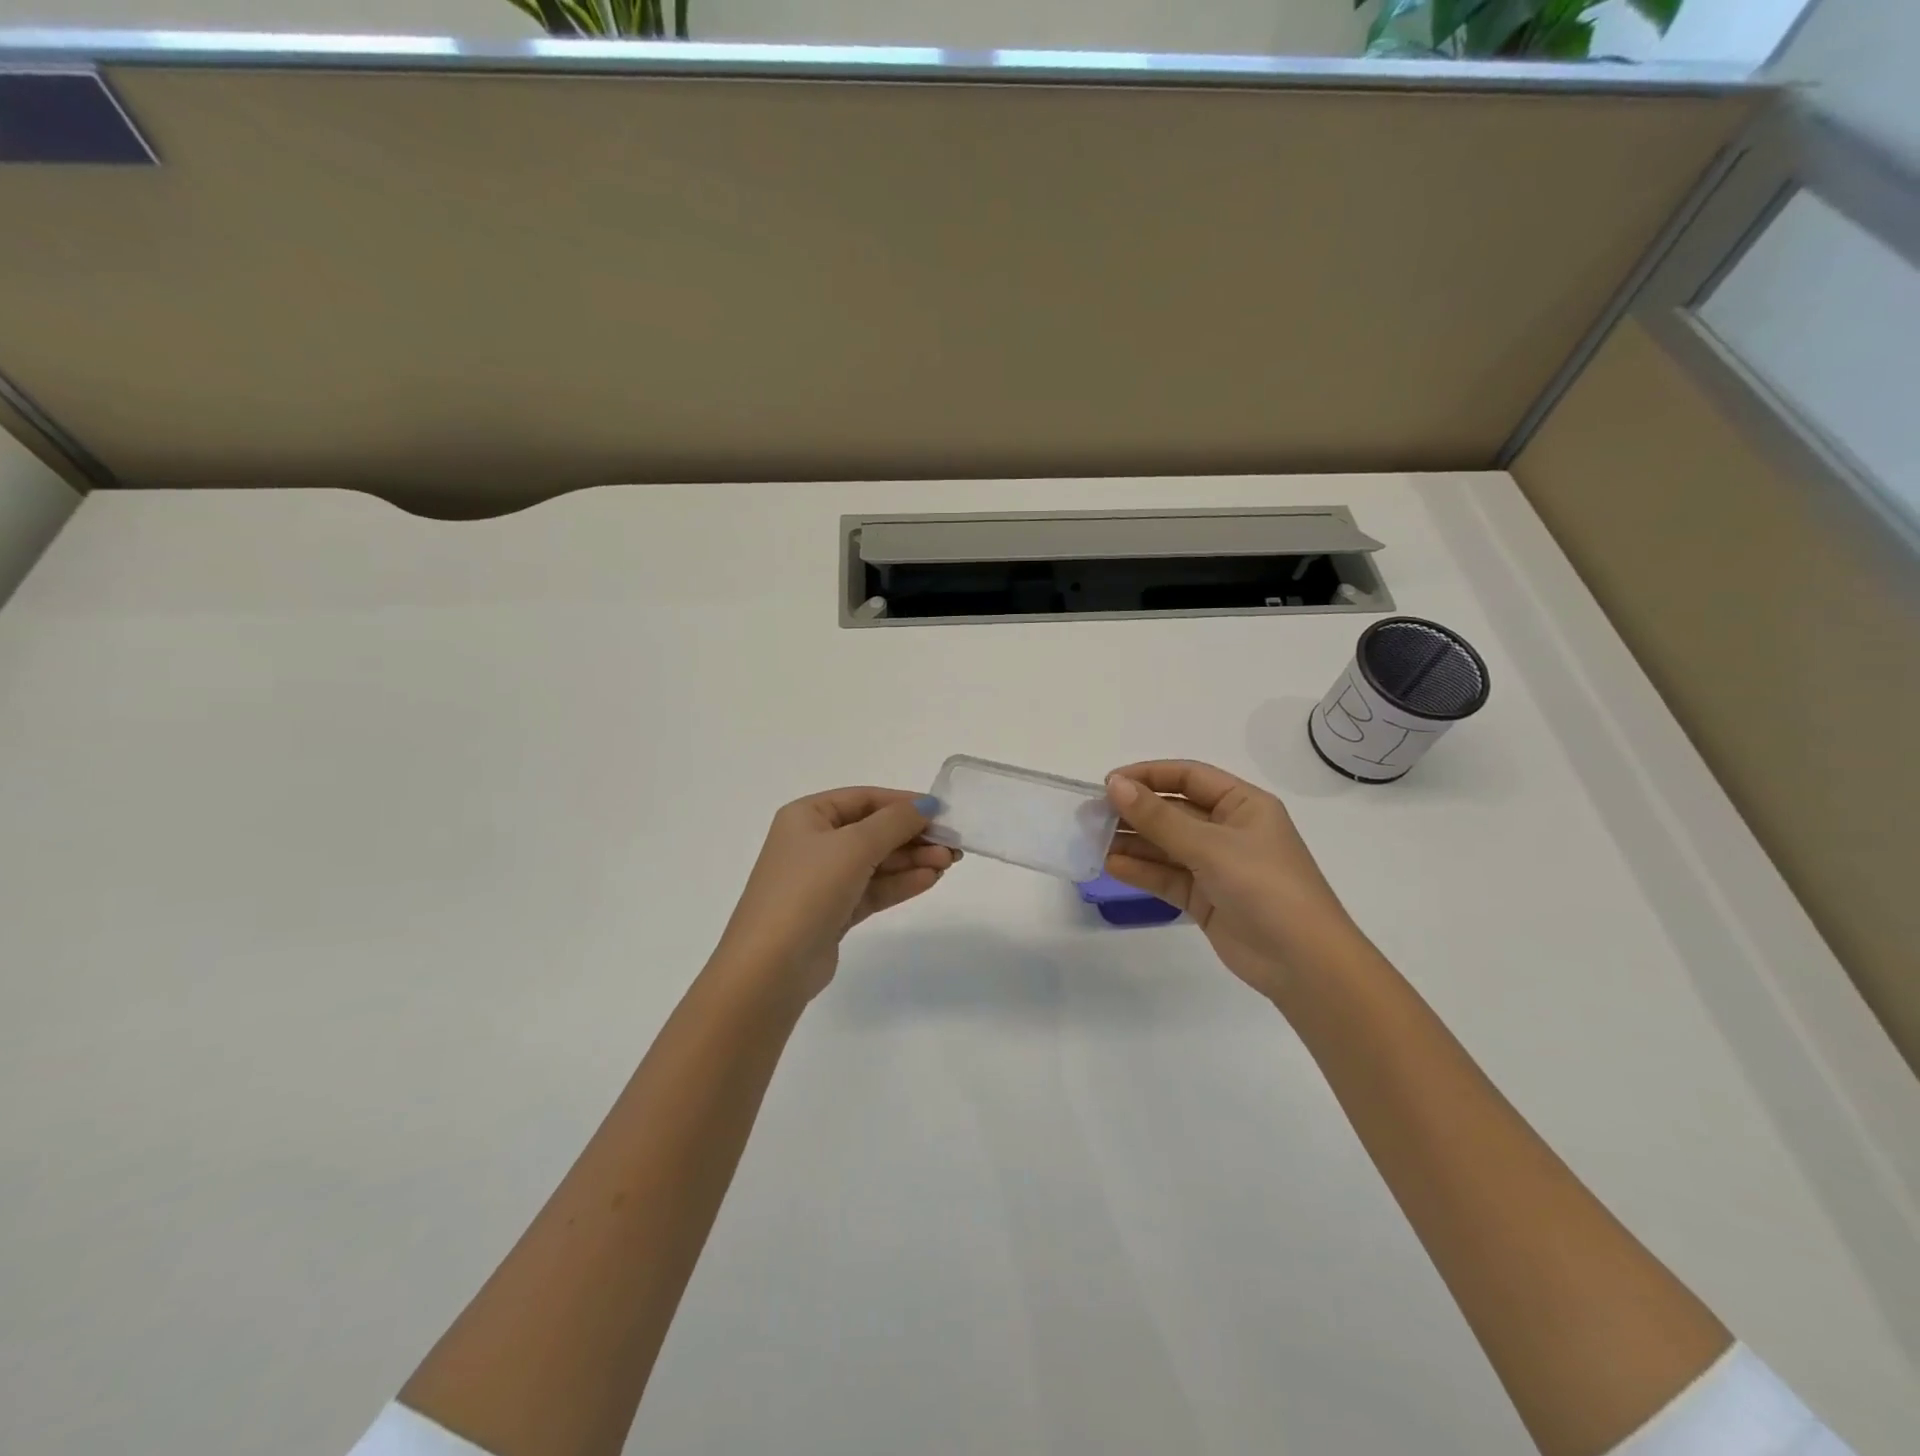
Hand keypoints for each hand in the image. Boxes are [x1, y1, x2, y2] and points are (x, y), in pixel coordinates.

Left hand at [712, 788, 957, 1003]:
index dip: (903, 802)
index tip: (942, 811)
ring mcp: (822, 880)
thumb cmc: (808, 890)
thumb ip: (894, 822)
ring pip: (876, 862)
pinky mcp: (833, 912)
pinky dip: (900, 883)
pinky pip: (873, 888)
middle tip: (952, 845)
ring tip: (948, 864)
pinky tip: (929, 880)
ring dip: (911, 860)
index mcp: (806, 816)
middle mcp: (812, 843)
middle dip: (913, 836)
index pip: (864, 799)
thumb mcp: (854, 846)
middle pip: (873, 831)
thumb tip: (927, 804)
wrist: (771, 967)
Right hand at [1104, 760, 1359, 1004]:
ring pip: (1166, 845)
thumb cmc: (1265, 886)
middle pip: (1174, 811)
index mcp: (1243, 805)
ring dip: (1132, 841)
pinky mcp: (1205, 898)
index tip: (1109, 784)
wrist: (1303, 963)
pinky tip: (1111, 865)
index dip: (1149, 775)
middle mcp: (1229, 830)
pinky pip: (1167, 876)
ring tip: (1092, 840)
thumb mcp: (1211, 845)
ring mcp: (1216, 866)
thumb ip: (1159, 817)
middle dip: (1135, 811)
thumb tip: (1115, 786)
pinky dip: (1141, 870)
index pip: (1189, 777)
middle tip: (1091, 814)